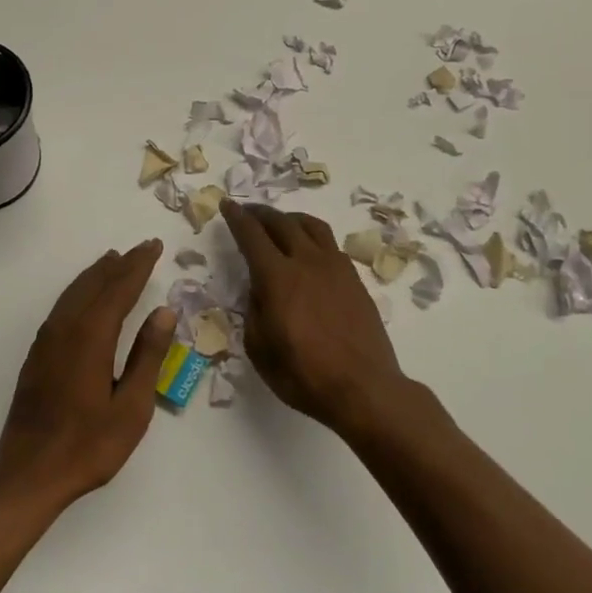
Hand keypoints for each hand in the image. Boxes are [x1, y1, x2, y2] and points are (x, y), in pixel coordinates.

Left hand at [0, 240, 174, 512]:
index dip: (138, 266)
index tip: (154, 246)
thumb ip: (148, 356)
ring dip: (97, 274)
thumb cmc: (88, 445)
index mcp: (92, 337)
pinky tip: (86, 297)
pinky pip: (63, 306)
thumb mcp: (132, 407)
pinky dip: (80, 290)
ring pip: (75, 292)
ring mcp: (47, 340)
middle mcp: (66, 328)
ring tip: (115, 261)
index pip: (119, 289)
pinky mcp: (38, 354)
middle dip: (120, 264)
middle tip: (142, 248)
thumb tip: (164, 312)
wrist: (28, 473)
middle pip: (95, 284)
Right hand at [221, 201, 412, 435]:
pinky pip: (330, 244)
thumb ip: (254, 311)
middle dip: (261, 213)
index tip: (227, 204)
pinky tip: (309, 250)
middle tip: (249, 211)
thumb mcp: (260, 349)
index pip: (252, 236)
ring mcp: (335, 267)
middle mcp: (306, 262)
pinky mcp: (354, 279)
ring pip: (311, 226)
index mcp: (277, 277)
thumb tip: (258, 290)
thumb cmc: (304, 375)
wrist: (364, 388)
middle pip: (281, 223)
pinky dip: (312, 237)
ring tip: (281, 223)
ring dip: (290, 218)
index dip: (236, 217)